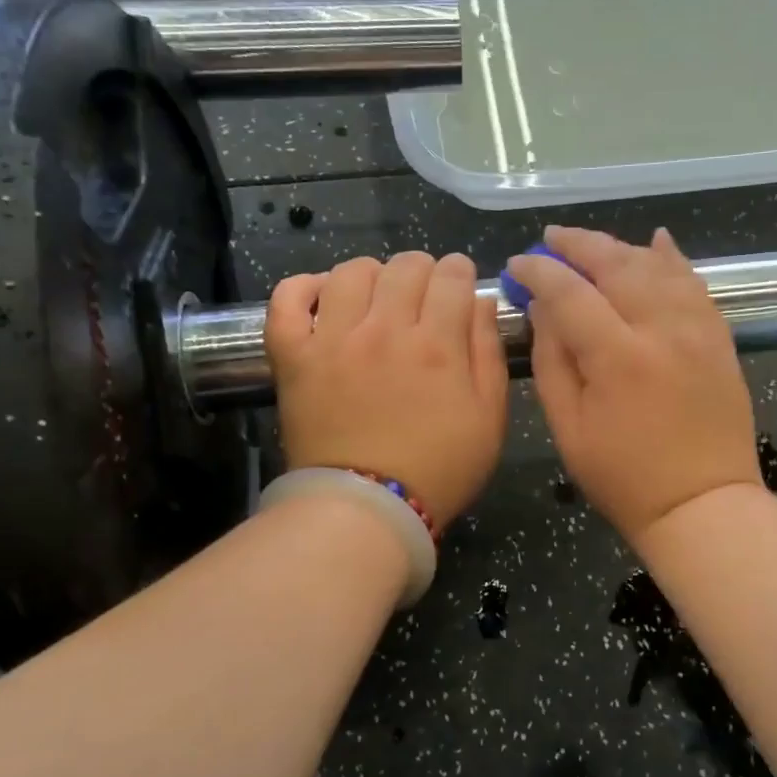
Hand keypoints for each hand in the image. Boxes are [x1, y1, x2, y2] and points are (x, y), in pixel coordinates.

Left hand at [267, 252, 507, 527]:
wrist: (365, 510)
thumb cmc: (439, 470)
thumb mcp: (489, 419)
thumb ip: (488, 354)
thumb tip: (480, 302)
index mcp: (437, 344)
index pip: (451, 276)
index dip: (460, 272)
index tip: (460, 285)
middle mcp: (385, 329)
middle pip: (404, 266)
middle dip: (423, 270)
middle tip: (423, 294)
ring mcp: (333, 339)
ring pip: (351, 272)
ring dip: (372, 274)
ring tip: (376, 297)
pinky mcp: (293, 355)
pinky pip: (287, 298)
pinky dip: (304, 287)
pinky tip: (323, 297)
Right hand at [508, 226, 761, 549]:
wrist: (703, 504)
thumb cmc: (624, 478)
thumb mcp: (569, 428)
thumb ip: (552, 361)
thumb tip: (542, 309)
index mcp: (618, 358)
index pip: (570, 292)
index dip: (539, 271)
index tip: (518, 264)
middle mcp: (662, 330)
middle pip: (617, 265)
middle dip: (579, 245)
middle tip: (552, 238)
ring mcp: (698, 330)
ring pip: (657, 266)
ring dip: (621, 248)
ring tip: (592, 245)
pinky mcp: (719, 339)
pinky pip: (695, 284)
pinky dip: (673, 259)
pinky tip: (657, 242)